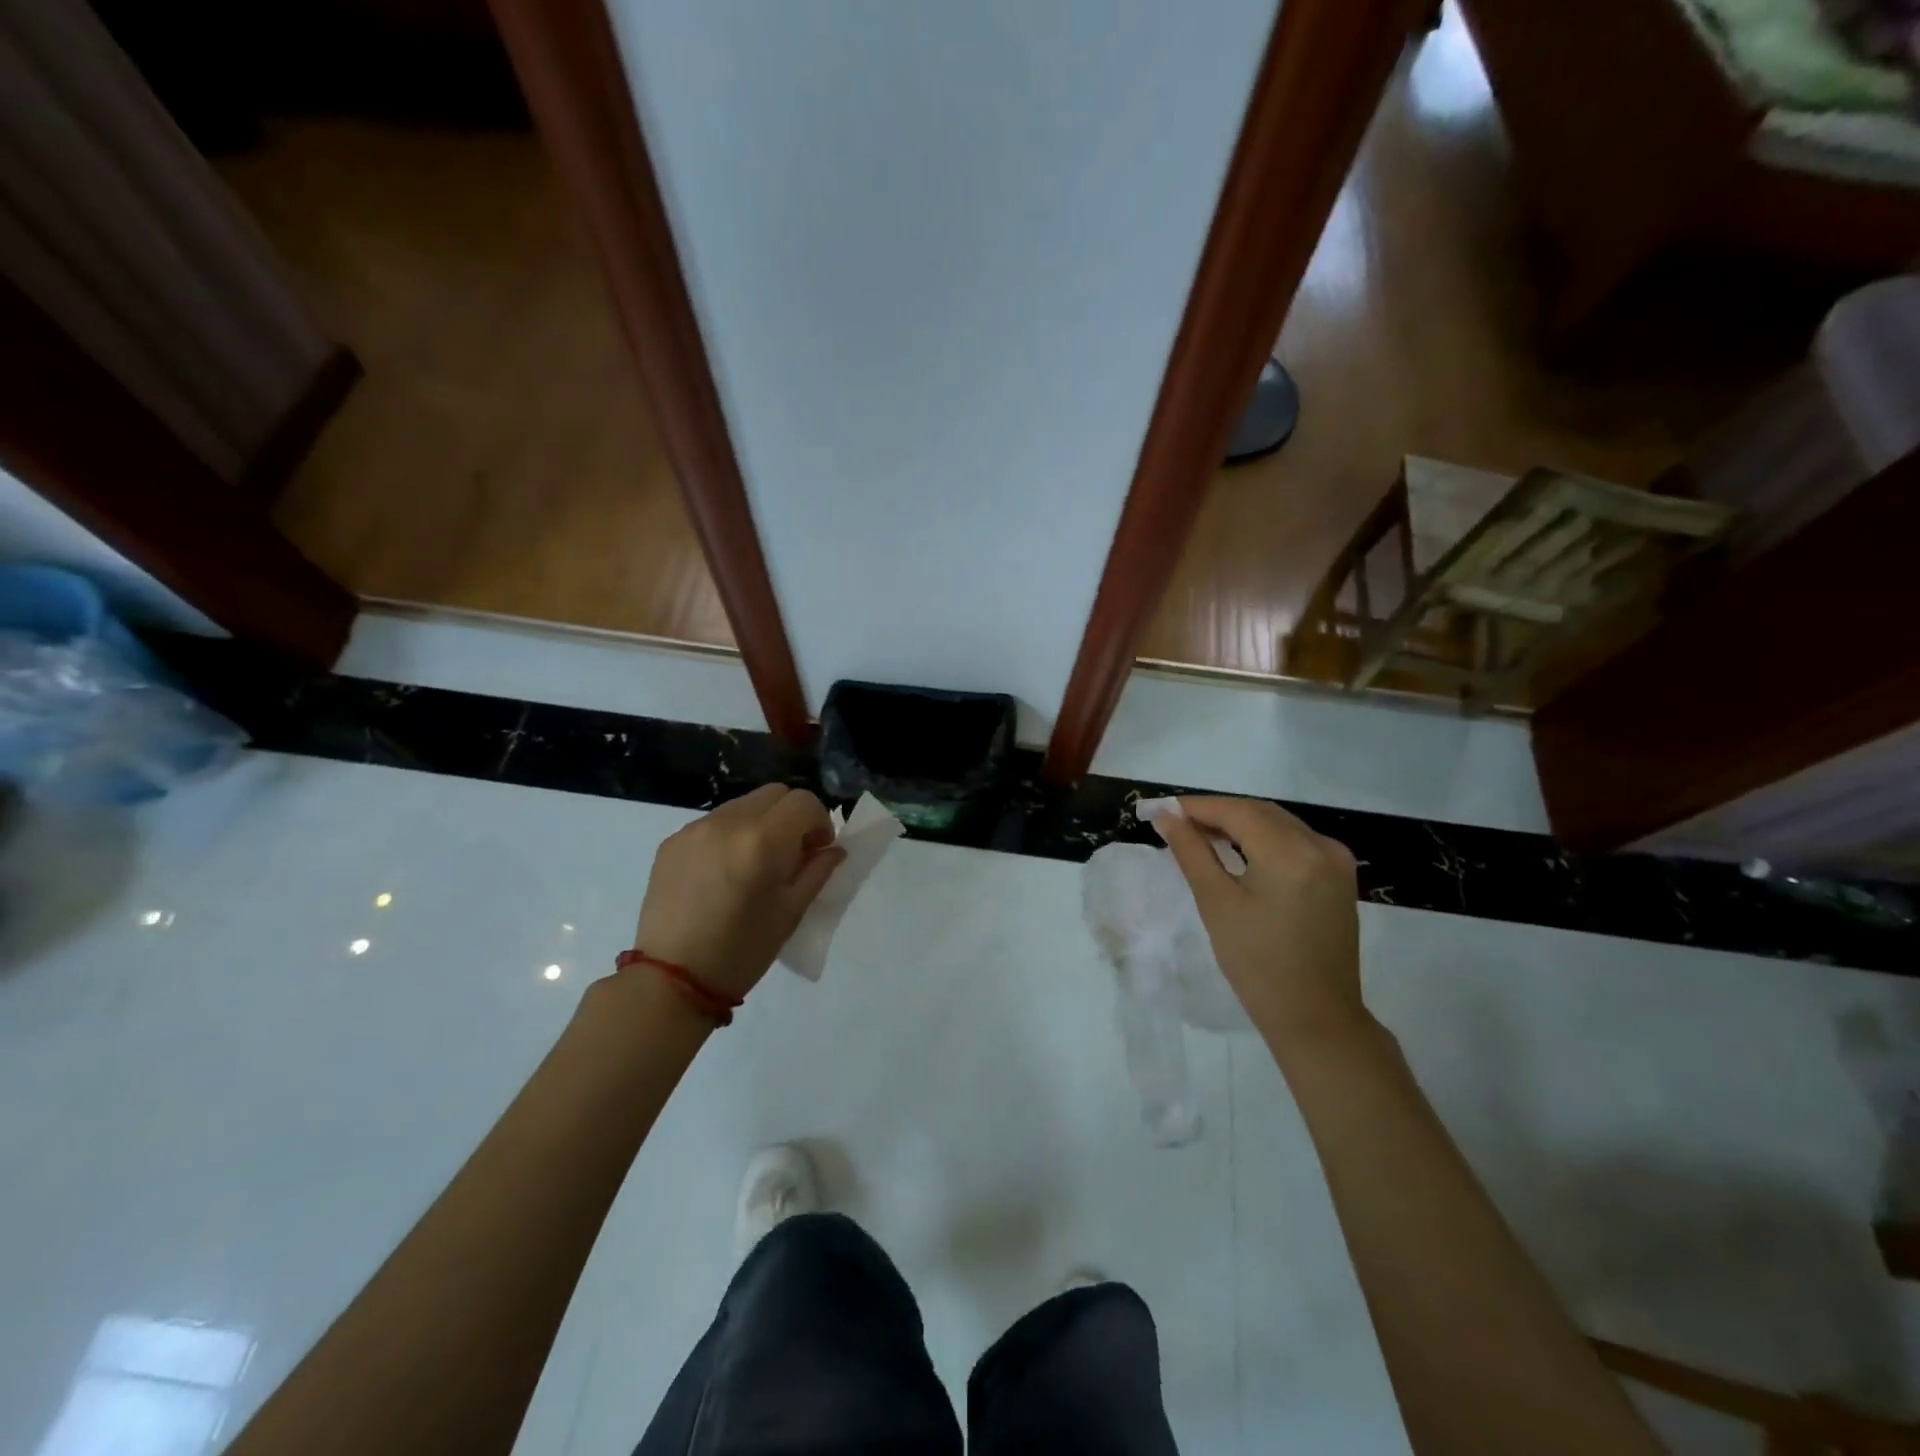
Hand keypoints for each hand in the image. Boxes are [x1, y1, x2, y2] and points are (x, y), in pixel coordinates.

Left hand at [632, 785, 845, 1000]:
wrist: (671, 980)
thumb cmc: (742, 951)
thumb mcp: (791, 913)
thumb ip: (817, 871)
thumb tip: (833, 849)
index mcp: (762, 840)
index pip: (804, 802)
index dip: (820, 822)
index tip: (818, 851)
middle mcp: (727, 822)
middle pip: (774, 794)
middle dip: (792, 816)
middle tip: (792, 854)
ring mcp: (695, 829)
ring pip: (743, 805)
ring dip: (761, 823)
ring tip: (756, 865)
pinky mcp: (672, 842)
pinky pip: (714, 823)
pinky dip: (731, 835)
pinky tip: (725, 873)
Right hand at [1153, 796, 1366, 1057]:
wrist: (1316, 1018)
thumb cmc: (1257, 963)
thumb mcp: (1216, 903)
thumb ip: (1192, 851)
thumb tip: (1167, 816)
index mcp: (1291, 851)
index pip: (1236, 811)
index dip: (1196, 807)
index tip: (1161, 808)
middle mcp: (1320, 846)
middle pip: (1259, 813)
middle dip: (1217, 813)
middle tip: (1175, 821)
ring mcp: (1336, 861)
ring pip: (1278, 825)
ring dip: (1240, 824)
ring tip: (1200, 835)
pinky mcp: (1340, 878)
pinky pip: (1296, 843)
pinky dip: (1264, 840)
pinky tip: (1239, 851)